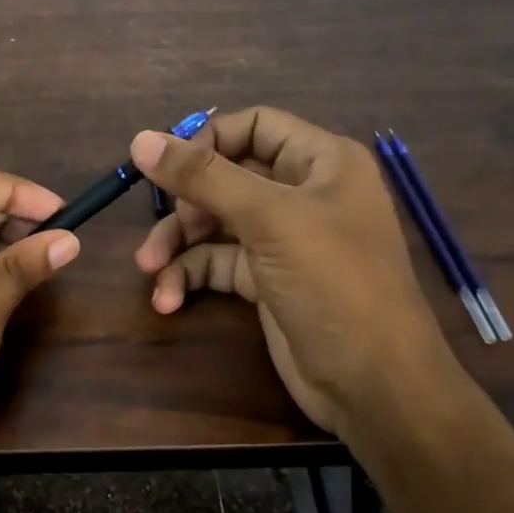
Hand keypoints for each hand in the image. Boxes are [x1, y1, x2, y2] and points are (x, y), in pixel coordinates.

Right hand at [132, 108, 458, 436]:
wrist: (373, 385)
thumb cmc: (335, 284)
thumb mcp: (270, 221)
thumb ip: (204, 178)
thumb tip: (140, 139)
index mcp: (322, 162)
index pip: (255, 126)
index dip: (208, 140)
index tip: (167, 165)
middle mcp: (303, 194)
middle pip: (227, 177)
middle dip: (186, 201)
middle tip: (163, 224)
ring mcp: (283, 240)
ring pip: (215, 223)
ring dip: (178, 243)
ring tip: (149, 267)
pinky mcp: (266, 281)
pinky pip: (217, 263)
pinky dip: (189, 276)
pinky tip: (168, 299)